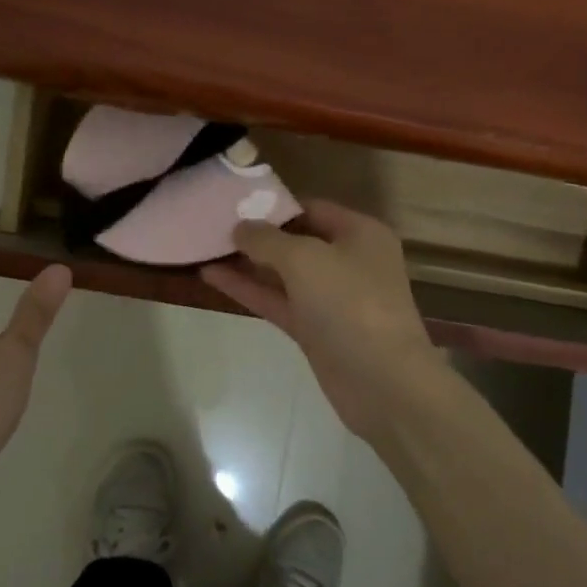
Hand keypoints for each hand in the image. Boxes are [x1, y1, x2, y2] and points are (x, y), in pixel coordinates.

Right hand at [202, 200, 444, 441]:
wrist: (383, 383)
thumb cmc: (350, 305)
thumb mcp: (305, 259)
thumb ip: (267, 240)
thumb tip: (240, 227)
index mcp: (360, 233)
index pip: (311, 208)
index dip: (273, 205)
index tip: (233, 203)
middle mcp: (348, 261)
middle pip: (296, 240)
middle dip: (256, 235)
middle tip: (210, 225)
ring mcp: (331, 298)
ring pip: (283, 273)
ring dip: (247, 263)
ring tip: (204, 248)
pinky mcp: (315, 329)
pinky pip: (278, 301)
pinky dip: (249, 290)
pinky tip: (212, 277)